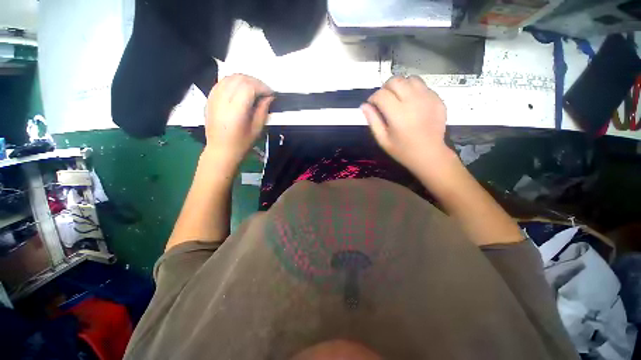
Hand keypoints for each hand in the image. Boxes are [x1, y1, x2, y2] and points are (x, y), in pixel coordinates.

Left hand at [204, 74, 273, 165]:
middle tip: (264, 91)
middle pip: (239, 79)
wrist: (220, 150)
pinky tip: (240, 89)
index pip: (249, 87)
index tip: (271, 93)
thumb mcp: (257, 129)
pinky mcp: (210, 99)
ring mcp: (214, 98)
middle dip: (255, 81)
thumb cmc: (241, 143)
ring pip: (229, 77)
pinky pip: (222, 82)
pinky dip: (233, 82)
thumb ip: (263, 110)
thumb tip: (269, 97)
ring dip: (244, 79)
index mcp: (235, 111)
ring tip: (254, 89)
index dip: (262, 87)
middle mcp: (223, 101)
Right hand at [361, 76, 452, 175]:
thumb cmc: (403, 150)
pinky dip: (414, 90)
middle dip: (385, 88)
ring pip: (410, 79)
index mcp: (398, 114)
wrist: (430, 154)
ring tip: (398, 99)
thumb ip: (372, 121)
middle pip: (395, 80)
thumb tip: (364, 106)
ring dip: (400, 86)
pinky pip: (423, 86)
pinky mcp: (438, 99)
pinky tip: (412, 103)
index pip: (381, 94)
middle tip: (384, 100)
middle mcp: (413, 101)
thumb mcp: (382, 139)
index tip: (372, 105)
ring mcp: (428, 98)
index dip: (373, 98)